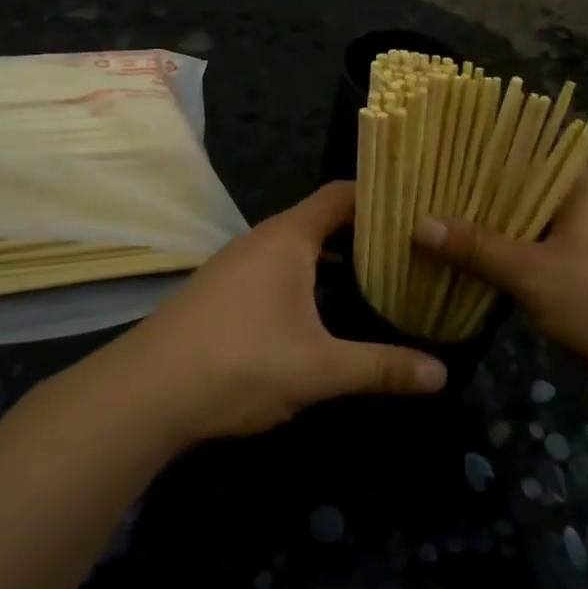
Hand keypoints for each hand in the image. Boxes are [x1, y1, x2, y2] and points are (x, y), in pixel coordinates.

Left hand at [117, 182, 446, 442]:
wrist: (145, 393)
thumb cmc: (240, 363)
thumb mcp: (319, 368)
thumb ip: (381, 368)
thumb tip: (443, 373)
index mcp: (288, 238)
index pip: (341, 195)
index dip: (379, 196)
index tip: (415, 208)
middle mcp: (261, 240)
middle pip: (320, 219)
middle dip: (363, 232)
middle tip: (408, 250)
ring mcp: (236, 265)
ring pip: (296, 247)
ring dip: (332, 258)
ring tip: (376, 278)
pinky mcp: (220, 291)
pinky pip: (275, 268)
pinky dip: (305, 277)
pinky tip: (321, 311)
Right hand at [414, 164, 587, 383]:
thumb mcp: (533, 274)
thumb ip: (476, 248)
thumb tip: (419, 224)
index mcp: (580, 178)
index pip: (517, 149)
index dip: (472, 157)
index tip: (429, 164)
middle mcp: (587, 193)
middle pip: (519, 186)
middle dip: (475, 199)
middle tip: (422, 200)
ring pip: (528, 219)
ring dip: (491, 229)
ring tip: (437, 228)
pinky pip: (541, 244)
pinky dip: (512, 251)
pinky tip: (474, 261)